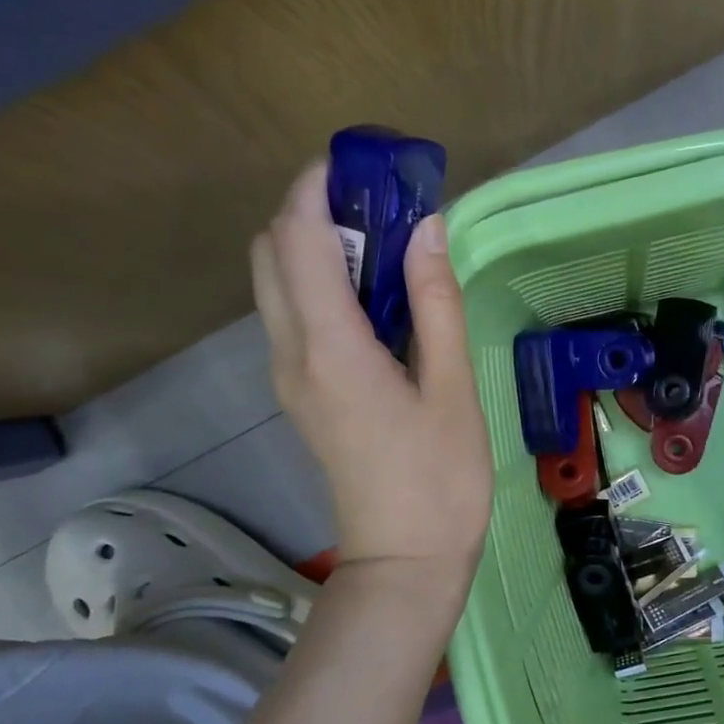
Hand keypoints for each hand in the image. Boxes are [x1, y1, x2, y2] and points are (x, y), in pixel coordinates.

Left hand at [250, 164, 492, 600]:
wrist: (404, 560)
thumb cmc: (439, 480)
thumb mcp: (452, 388)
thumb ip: (435, 303)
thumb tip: (427, 228)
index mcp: (329, 348)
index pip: (297, 236)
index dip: (319, 185)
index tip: (366, 164)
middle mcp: (292, 354)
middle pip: (271, 251)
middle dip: (312, 210)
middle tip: (381, 208)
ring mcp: (289, 377)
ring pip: (276, 283)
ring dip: (315, 246)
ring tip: (384, 246)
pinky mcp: (301, 394)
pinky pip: (293, 316)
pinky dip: (319, 284)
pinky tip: (375, 297)